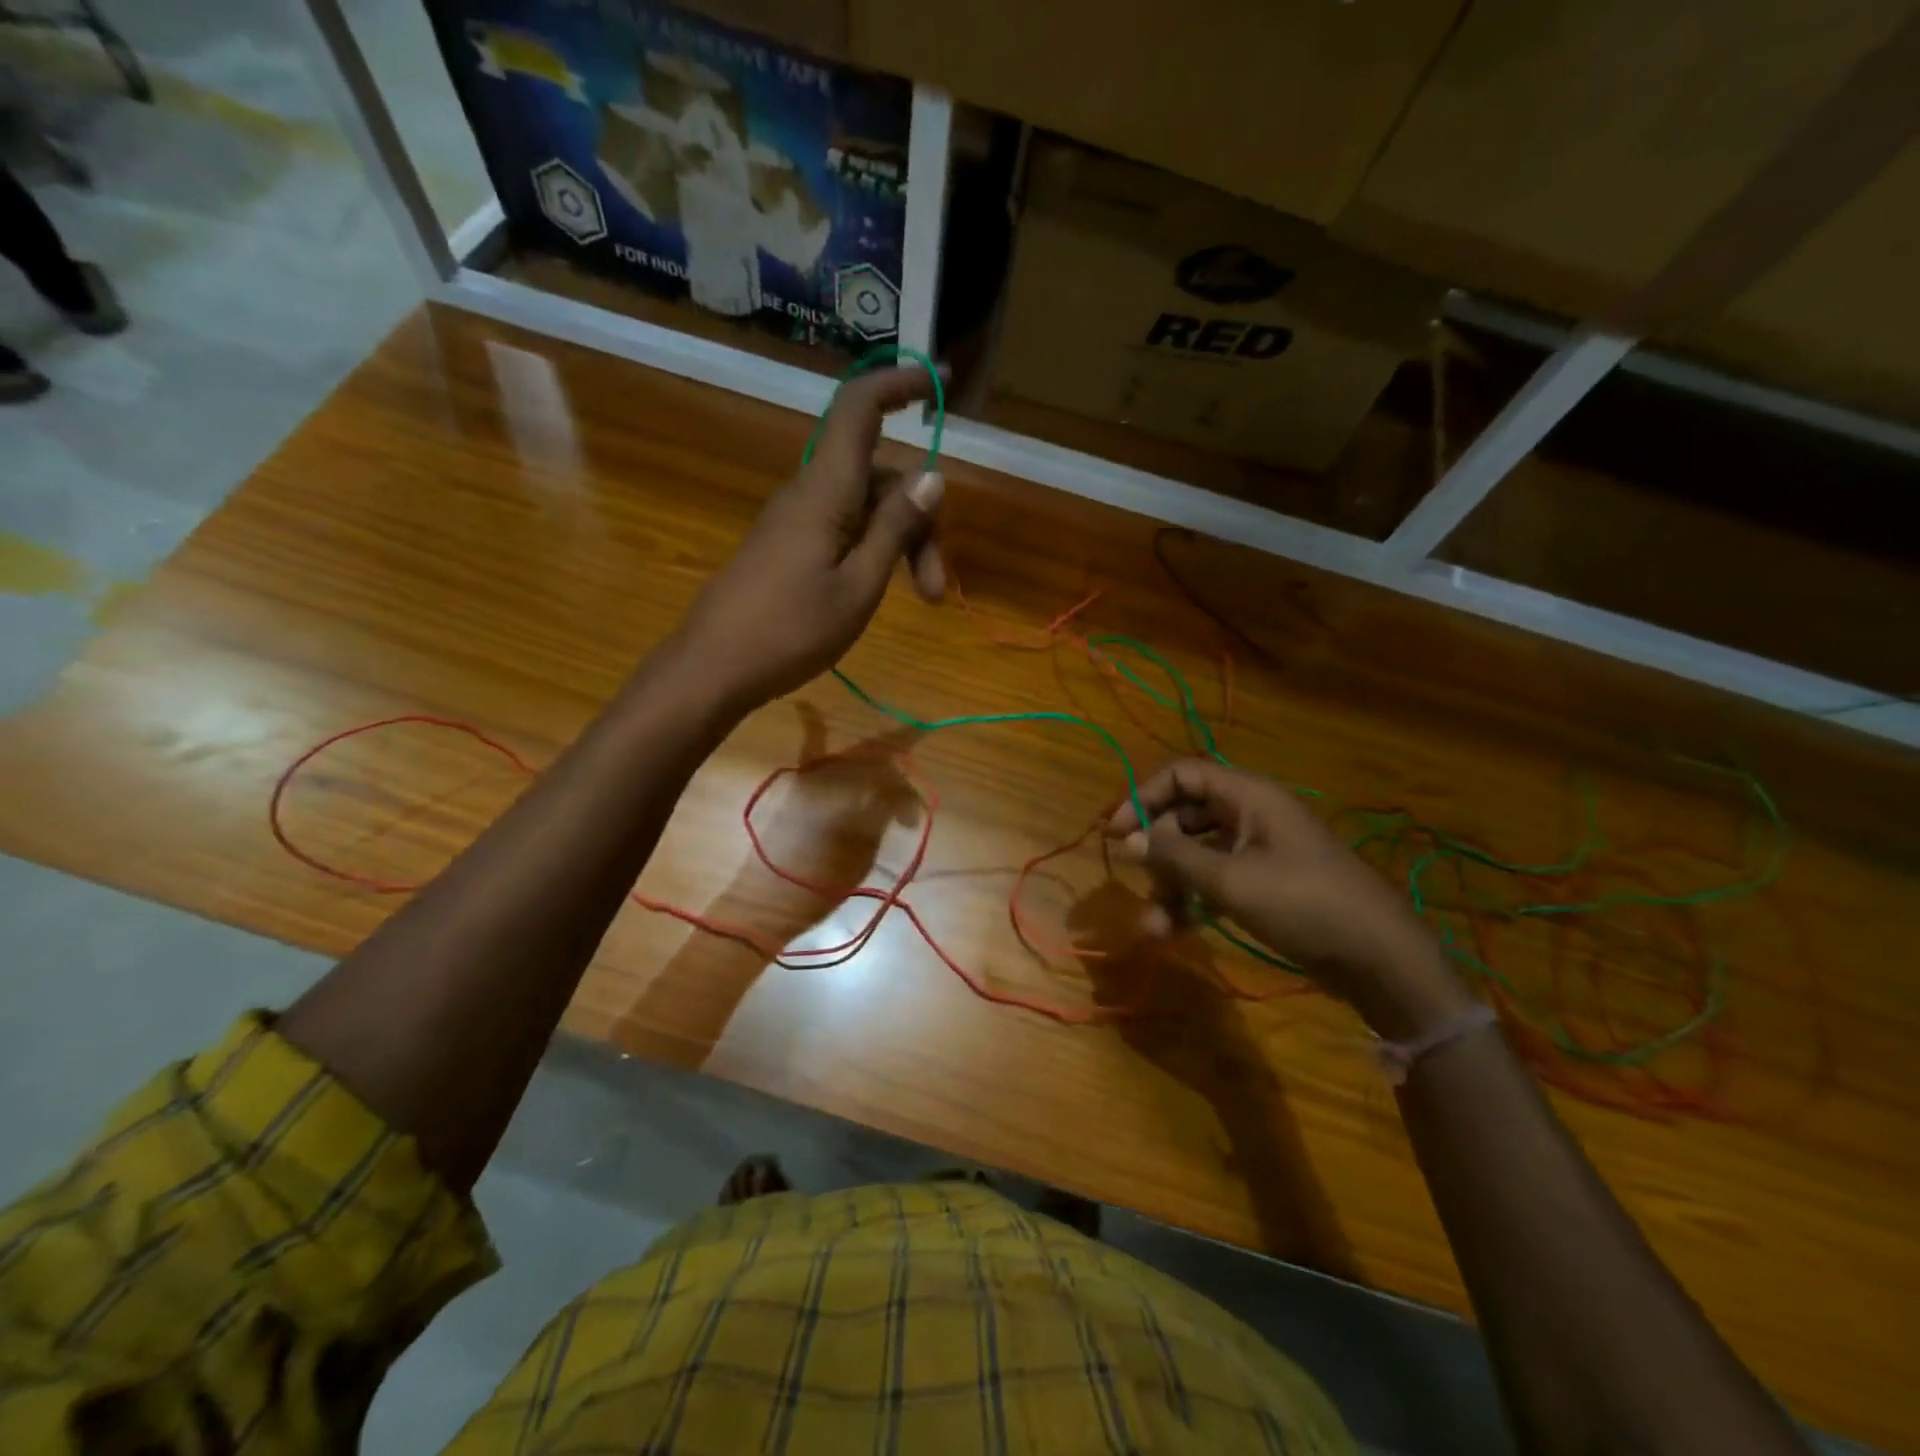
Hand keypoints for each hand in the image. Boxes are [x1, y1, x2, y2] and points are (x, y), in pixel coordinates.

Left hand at [678, 366, 944, 708]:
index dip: (898, 384)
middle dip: (920, 521)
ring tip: (921, 601)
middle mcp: (809, 493)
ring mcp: (795, 520)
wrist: (713, 668)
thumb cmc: (790, 632)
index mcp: (825, 491)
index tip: (940, 382)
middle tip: (937, 590)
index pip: (859, 409)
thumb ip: (895, 529)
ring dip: (900, 544)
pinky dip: (872, 550)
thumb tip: (932, 475)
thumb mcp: (859, 586)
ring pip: (864, 508)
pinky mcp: (787, 545)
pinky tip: (877, 590)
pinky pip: (842, 527)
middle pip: (879, 477)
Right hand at [1107, 759, 1476, 1039]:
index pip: (1182, 775)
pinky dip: (1194, 900)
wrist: (1380, 959)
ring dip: (1172, 884)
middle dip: (1158, 851)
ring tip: (1156, 925)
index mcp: (1249, 797)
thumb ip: (1174, 856)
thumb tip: (1128, 838)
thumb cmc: (1304, 905)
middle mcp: (1252, 814)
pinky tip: (1175, 931)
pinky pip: (1217, 880)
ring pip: (1198, 853)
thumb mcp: (1230, 881)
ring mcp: (1261, 850)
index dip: (1144, 797)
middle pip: (1186, 816)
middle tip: (1143, 883)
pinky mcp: (1267, 883)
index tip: (1117, 833)